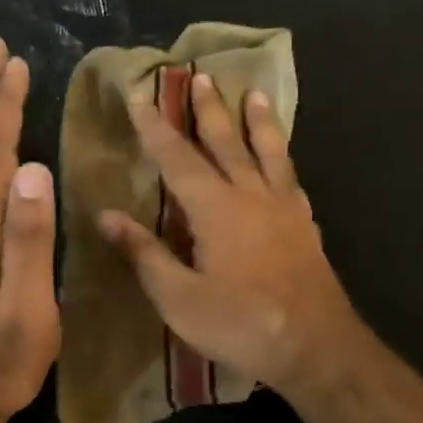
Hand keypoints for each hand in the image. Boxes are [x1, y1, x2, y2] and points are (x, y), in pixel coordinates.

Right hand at [98, 72, 361, 396]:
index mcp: (216, 209)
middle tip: (200, 76)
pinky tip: (284, 160)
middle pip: (227, 142)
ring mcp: (284, 209)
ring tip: (255, 93)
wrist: (316, 346)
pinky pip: (292, 180)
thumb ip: (145, 254)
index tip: (139, 96)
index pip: (178, 158)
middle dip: (209, 110)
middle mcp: (251, 196)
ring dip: (258, 122)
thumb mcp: (179, 298)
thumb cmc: (240, 323)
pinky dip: (284, 161)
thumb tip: (107, 216)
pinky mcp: (305, 227)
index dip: (155, 128)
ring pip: (269, 152)